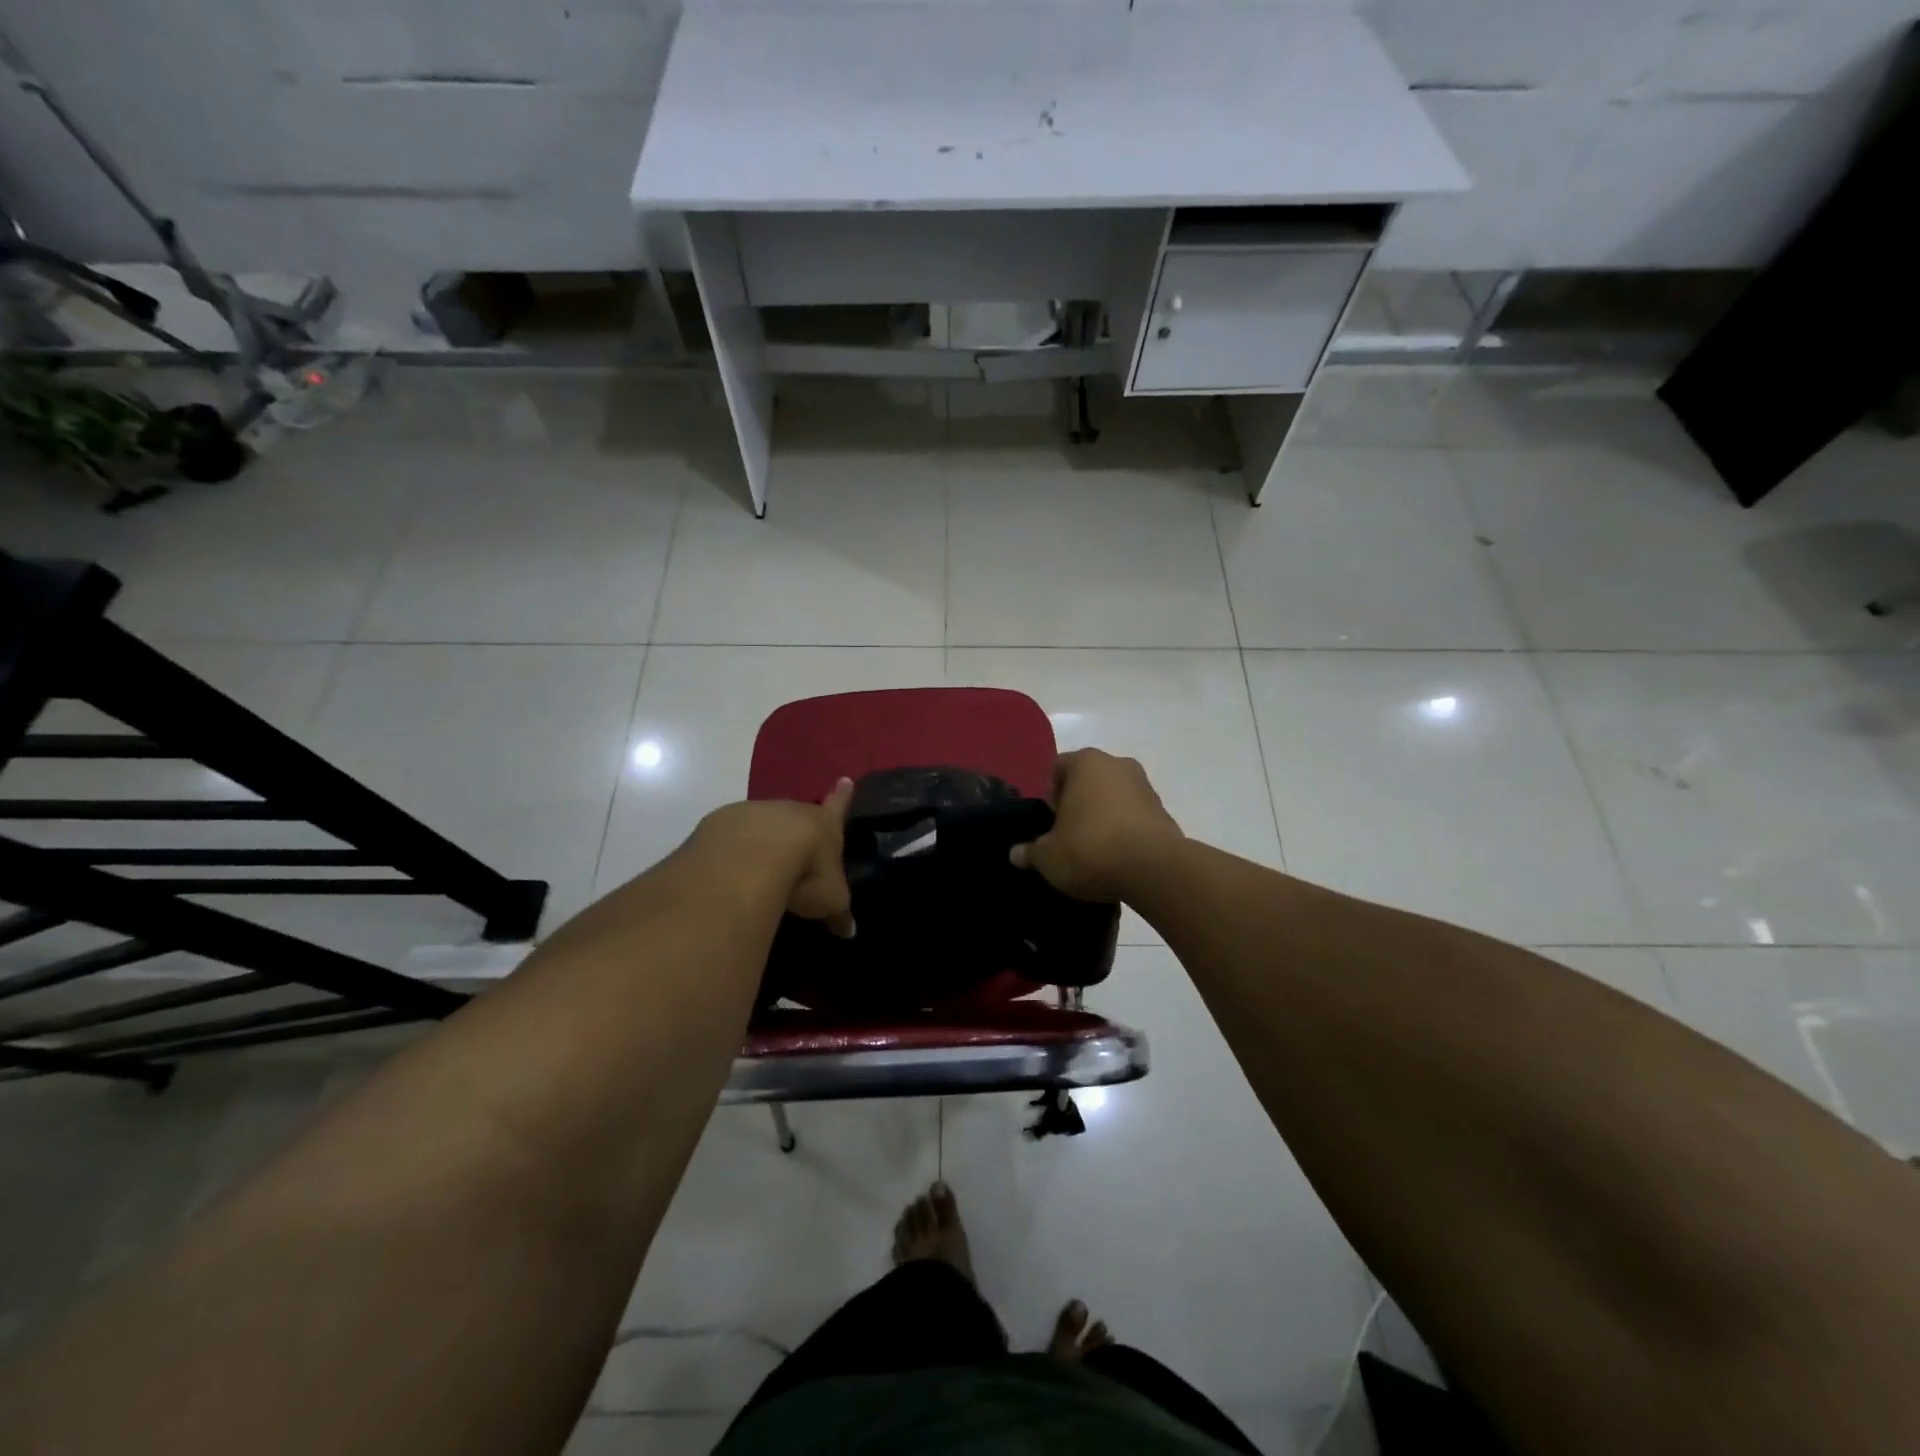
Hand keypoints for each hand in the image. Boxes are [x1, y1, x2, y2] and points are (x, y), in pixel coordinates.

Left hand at [696, 778, 856, 935]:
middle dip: (796, 828)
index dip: (843, 796)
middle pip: (797, 814)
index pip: (838, 806)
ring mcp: (755, 812)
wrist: (753, 855)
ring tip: (758, 865)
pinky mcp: (722, 822)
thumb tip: (848, 931)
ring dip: (762, 840)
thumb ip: (838, 913)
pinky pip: (730, 836)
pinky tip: (728, 869)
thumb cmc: (806, 873)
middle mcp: (792, 810)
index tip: (845, 778)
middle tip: (795, 847)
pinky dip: (732, 849)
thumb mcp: (830, 900)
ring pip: (762, 824)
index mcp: (824, 824)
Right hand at [1010, 748, 1181, 902]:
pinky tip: (1117, 858)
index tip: (1049, 821)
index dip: (1049, 793)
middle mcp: (1118, 764)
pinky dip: (1125, 831)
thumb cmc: (1091, 849)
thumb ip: (1030, 852)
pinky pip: (1134, 817)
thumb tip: (1016, 854)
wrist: (1154, 870)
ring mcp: (1145, 787)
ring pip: (1114, 797)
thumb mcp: (1049, 857)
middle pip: (1088, 780)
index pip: (1058, 767)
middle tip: (1067, 835)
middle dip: (1077, 803)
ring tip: (1093, 850)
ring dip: (1103, 817)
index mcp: (1086, 762)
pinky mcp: (1164, 812)